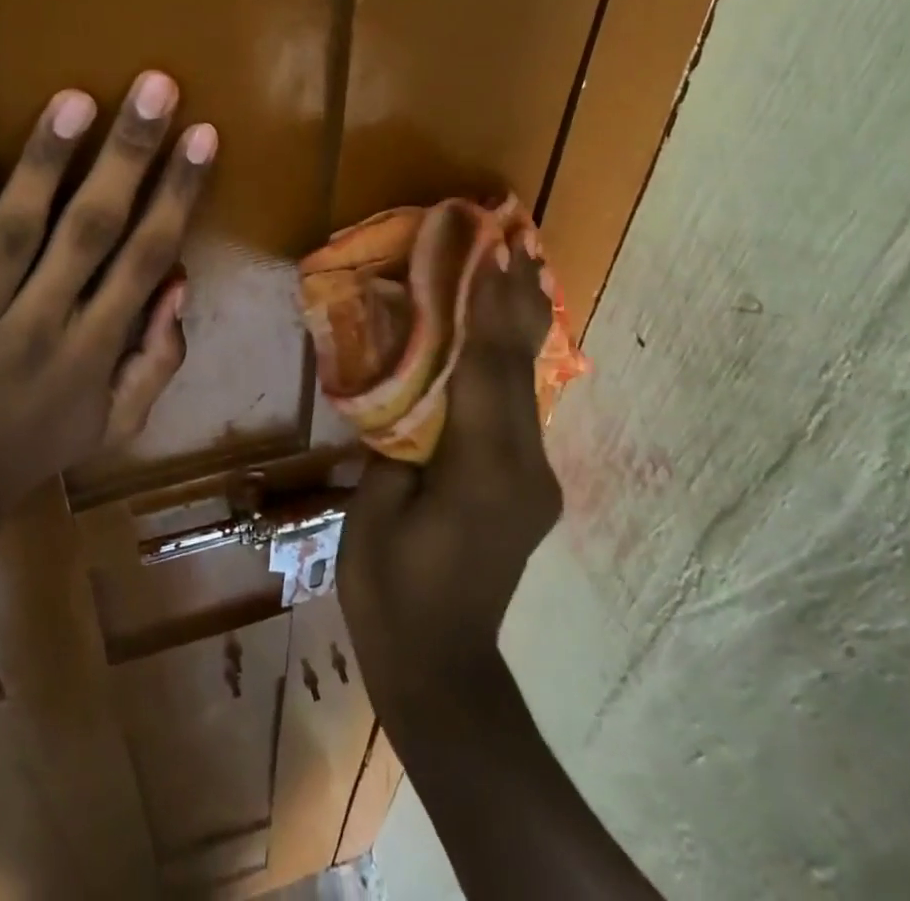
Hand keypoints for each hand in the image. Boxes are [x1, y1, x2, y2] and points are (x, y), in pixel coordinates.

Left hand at [0, 71, 214, 518]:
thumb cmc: (35, 447)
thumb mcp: (116, 424)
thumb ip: (157, 358)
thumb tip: (180, 282)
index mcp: (94, 351)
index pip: (146, 258)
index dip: (178, 194)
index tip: (201, 135)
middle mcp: (40, 328)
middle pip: (90, 231)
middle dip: (127, 156)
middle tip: (154, 87)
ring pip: (13, 233)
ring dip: (45, 165)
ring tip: (75, 100)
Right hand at [338, 237, 560, 715]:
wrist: (442, 668)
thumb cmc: (390, 591)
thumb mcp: (375, 510)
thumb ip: (397, 443)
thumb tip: (407, 392)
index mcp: (480, 471)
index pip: (485, 370)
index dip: (487, 307)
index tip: (491, 252)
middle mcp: (523, 466)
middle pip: (520, 368)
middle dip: (517, 301)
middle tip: (515, 240)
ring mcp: (534, 478)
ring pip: (529, 385)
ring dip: (521, 325)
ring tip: (518, 270)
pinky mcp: (529, 486)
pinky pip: (520, 408)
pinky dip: (512, 362)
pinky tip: (505, 335)